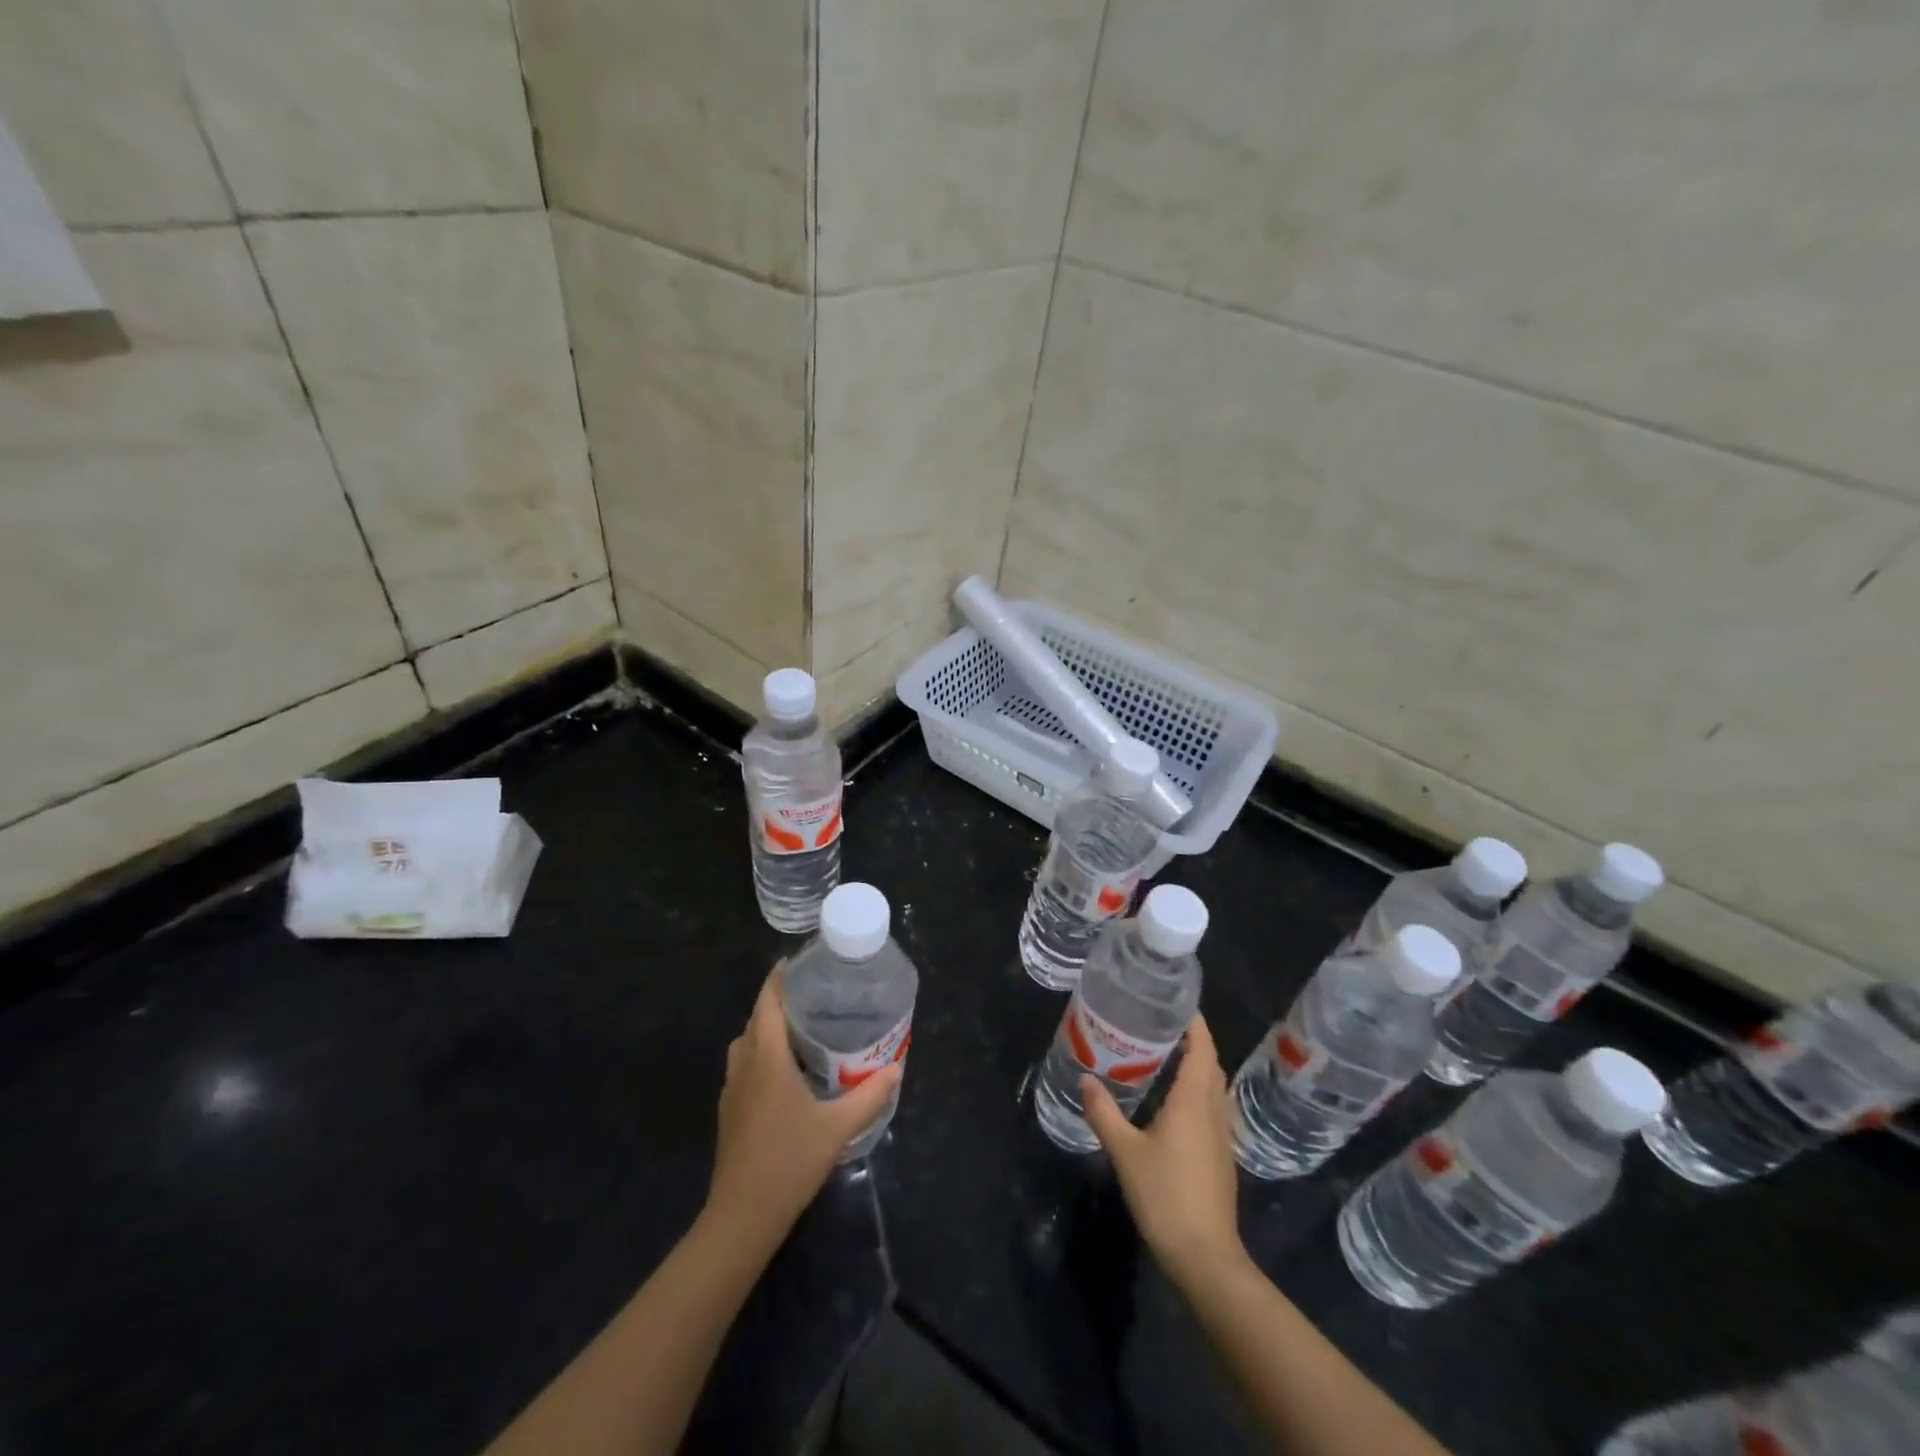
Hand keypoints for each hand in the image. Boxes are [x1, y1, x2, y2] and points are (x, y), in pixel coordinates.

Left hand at [703, 965, 903, 1250]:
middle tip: (819, 995)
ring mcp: (732, 1087)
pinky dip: (763, 1054)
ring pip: (748, 1042)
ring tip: (806, 1029)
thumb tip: (896, 1067)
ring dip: (770, 1029)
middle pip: (758, 1018)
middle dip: (782, 1001)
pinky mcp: (730, 1109)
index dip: (782, 977)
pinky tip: (789, 1072)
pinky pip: (745, 1065)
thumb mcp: (837, 1127)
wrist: (742, 1217)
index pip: (769, 1000)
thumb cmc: (788, 1162)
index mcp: (766, 1056)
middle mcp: (744, 1063)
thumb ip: (869, 1095)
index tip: (806, 963)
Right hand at [1080, 1014, 1243, 1286]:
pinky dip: (1197, 1090)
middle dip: (1193, 1040)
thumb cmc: (1165, 1196)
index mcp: (1193, 1101)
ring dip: (1197, 1065)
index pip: (1201, 1048)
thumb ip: (1104, 1113)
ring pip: (1213, 1087)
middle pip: (1210, 1064)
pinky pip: (1211, 1107)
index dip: (1194, 1023)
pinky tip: (1173, 1101)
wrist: (1205, 1256)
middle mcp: (1212, 1111)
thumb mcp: (1125, 1152)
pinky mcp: (1220, 1156)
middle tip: (1161, 1023)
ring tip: (1165, 1054)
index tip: (1176, 1001)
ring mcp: (1221, 1135)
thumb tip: (1085, 1078)